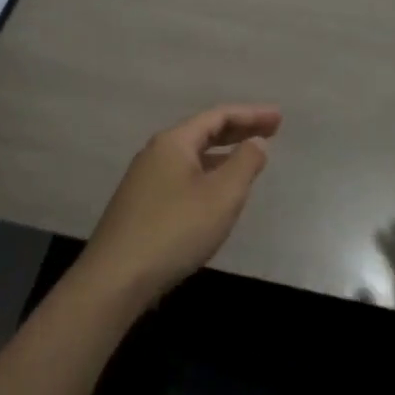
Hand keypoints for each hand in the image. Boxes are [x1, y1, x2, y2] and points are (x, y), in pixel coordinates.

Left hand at [77, 104, 281, 305]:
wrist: (115, 280)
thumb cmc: (175, 230)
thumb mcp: (222, 195)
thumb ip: (245, 163)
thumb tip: (256, 142)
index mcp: (174, 142)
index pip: (218, 116)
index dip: (251, 114)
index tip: (279, 117)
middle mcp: (156, 154)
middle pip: (203, 132)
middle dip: (239, 130)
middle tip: (271, 130)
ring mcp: (145, 180)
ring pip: (192, 156)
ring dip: (223, 154)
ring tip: (249, 159)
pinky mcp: (141, 206)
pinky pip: (183, 177)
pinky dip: (208, 174)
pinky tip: (217, 193)